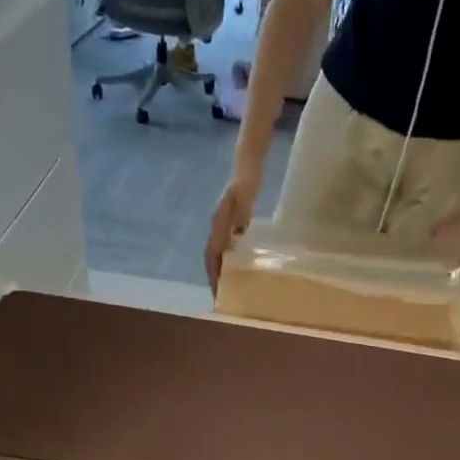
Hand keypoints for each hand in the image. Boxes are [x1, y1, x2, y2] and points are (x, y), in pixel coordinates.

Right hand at [206, 169, 261, 288]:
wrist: (247, 164)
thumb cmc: (248, 180)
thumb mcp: (245, 197)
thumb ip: (241, 214)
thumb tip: (236, 236)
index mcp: (219, 222)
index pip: (212, 254)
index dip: (213, 273)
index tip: (216, 290)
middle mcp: (217, 225)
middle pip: (211, 256)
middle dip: (214, 276)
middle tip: (220, 295)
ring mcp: (222, 224)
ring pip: (217, 252)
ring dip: (219, 270)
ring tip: (226, 286)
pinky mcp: (230, 222)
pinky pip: (225, 246)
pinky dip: (227, 260)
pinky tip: (237, 267)